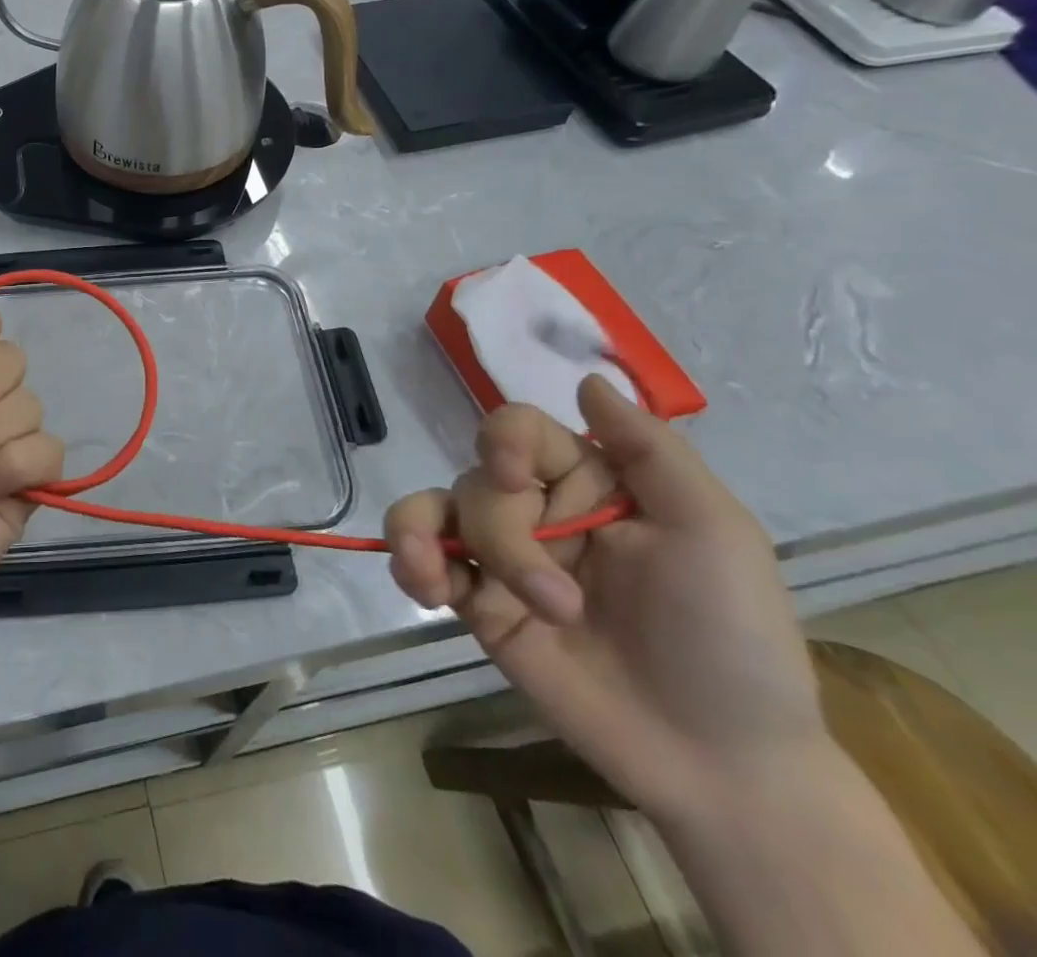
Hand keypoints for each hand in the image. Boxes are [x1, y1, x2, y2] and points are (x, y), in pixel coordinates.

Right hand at [386, 376, 828, 824]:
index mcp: (589, 482)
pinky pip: (421, 561)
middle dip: (504, 539)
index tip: (516, 479)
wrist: (717, 761)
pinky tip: (426, 590)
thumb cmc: (730, 638)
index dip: (503, 441)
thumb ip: (651, 451)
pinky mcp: (477, 604)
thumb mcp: (714, 534)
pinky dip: (409, 563)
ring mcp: (502, 558)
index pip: (519, 430)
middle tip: (560, 604)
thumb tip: (585, 379)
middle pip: (477, 482)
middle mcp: (537, 510)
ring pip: (430, 509)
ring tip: (435, 582)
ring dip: (421, 534)